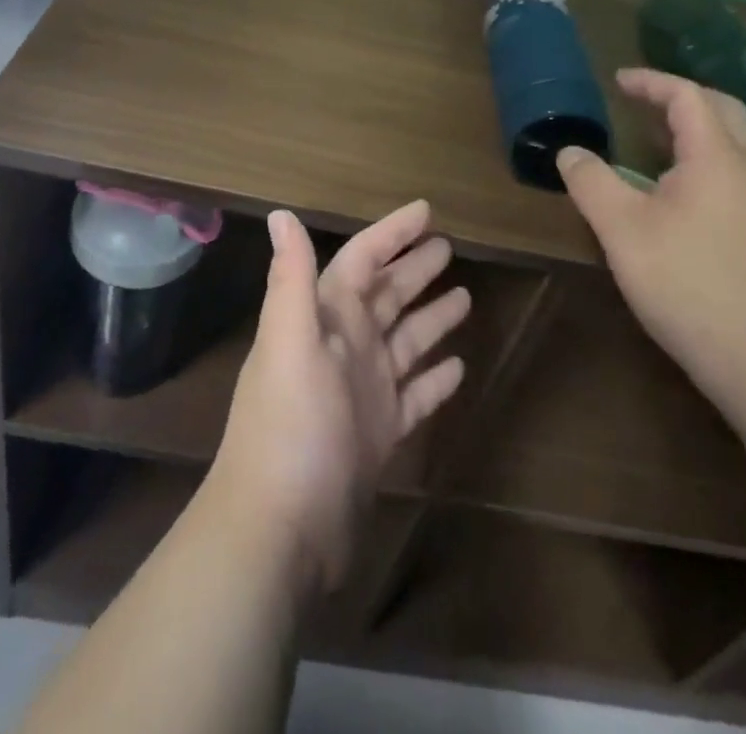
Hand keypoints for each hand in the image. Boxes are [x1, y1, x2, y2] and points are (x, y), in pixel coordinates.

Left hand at [209, 200, 469, 595]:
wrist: (280, 533)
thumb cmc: (290, 427)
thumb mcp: (289, 344)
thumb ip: (290, 278)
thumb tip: (280, 214)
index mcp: (324, 321)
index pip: (362, 261)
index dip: (392, 234)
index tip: (427, 212)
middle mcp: (344, 349)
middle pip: (386, 296)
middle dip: (414, 270)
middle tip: (450, 247)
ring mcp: (362, 393)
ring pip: (404, 343)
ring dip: (430, 318)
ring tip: (465, 297)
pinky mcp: (378, 436)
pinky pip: (413, 396)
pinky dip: (434, 380)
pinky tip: (459, 367)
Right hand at [557, 67, 745, 386]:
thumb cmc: (688, 282)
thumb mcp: (622, 229)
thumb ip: (592, 183)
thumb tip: (570, 151)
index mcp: (715, 157)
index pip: (687, 96)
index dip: (651, 82)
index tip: (618, 81)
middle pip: (722, 111)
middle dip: (681, 98)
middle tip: (642, 104)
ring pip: (732, 147)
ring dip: (694, 132)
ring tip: (652, 145)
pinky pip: (733, 177)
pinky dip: (703, 164)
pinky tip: (677, 198)